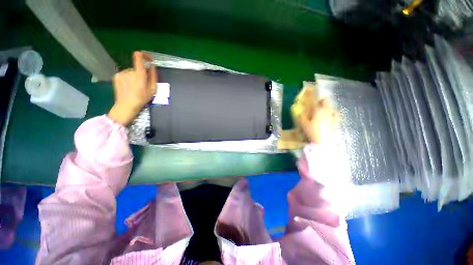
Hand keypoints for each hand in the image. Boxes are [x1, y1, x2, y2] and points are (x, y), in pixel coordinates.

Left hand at [108, 51, 156, 125]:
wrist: (126, 105)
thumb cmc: (142, 98)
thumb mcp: (153, 89)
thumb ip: (153, 76)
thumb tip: (152, 66)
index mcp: (139, 74)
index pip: (138, 57)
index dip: (144, 55)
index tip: (149, 59)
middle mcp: (129, 71)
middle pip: (137, 68)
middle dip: (142, 74)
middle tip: (144, 84)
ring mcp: (121, 73)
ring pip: (132, 72)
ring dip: (135, 77)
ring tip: (136, 88)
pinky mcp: (116, 76)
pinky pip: (126, 75)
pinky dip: (129, 79)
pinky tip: (129, 87)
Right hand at [299, 98, 339, 143]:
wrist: (324, 143)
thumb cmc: (312, 133)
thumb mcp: (304, 125)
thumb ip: (302, 117)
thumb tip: (301, 112)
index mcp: (318, 110)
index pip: (314, 99)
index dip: (311, 94)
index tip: (309, 88)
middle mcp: (327, 111)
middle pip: (326, 100)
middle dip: (321, 99)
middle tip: (316, 103)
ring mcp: (333, 116)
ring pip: (330, 106)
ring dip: (325, 105)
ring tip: (321, 110)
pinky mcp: (336, 122)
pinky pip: (334, 113)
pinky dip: (330, 112)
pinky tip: (328, 117)